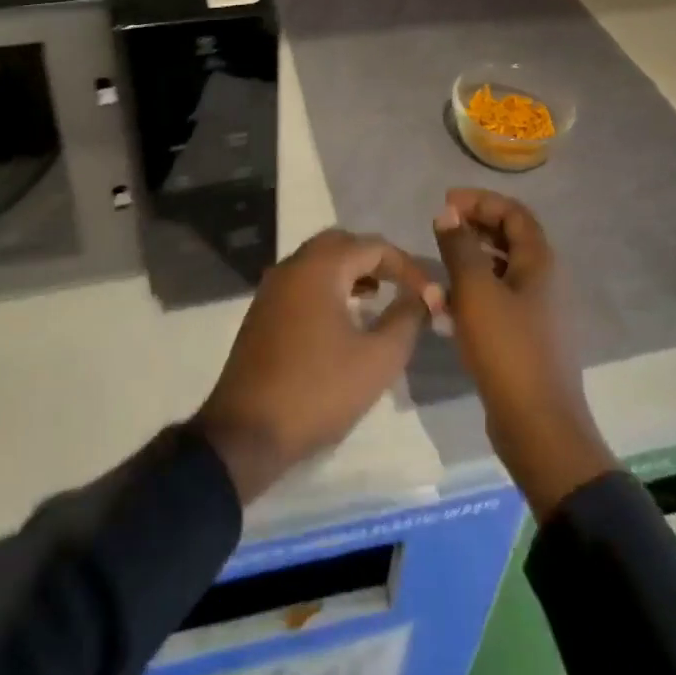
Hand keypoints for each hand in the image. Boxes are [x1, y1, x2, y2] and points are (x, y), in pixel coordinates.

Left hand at [197, 229, 437, 503]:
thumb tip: (423, 296)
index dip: (407, 265)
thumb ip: (406, 320)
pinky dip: (329, 285)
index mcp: (320, 267)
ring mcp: (273, 287)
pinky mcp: (263, 310)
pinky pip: (303, 281)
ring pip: (319, 260)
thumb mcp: (377, 360)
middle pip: (342, 243)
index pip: (373, 246)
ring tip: (378, 296)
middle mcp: (293, 265)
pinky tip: (344, 316)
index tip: (429, 293)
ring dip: (351, 271)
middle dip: (375, 259)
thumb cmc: (318, 390)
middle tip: (402, 284)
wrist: (247, 431)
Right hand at [433, 188, 618, 516]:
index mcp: (540, 262)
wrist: (538, 427)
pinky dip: (473, 295)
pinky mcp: (526, 339)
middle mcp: (544, 281)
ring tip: (437, 269)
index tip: (445, 203)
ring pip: (501, 272)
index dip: (480, 201)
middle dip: (473, 229)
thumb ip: (460, 247)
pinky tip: (446, 309)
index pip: (513, 212)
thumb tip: (448, 213)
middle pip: (509, 239)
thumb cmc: (507, 349)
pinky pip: (497, 302)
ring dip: (470, 263)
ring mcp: (538, 312)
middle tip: (440, 229)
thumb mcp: (476, 291)